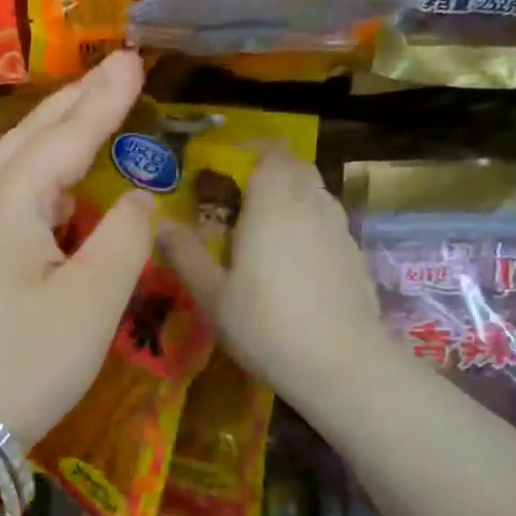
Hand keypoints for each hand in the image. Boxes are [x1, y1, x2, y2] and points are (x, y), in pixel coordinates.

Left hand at [0, 52, 155, 443]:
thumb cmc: (27, 360)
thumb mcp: (92, 300)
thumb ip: (124, 237)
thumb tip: (137, 196)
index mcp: (12, 203)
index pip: (66, 136)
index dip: (105, 99)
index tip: (135, 60)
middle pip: (31, 138)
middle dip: (75, 102)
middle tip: (115, 70)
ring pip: (17, 166)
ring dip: (55, 133)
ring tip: (91, 111)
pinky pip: (13, 199)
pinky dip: (43, 175)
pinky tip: (62, 188)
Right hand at [158, 151, 391, 399]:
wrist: (340, 364)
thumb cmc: (264, 325)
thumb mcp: (211, 294)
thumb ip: (185, 254)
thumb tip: (159, 223)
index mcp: (273, 206)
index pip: (272, 154)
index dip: (252, 151)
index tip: (227, 166)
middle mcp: (311, 207)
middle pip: (297, 168)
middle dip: (271, 170)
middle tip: (240, 196)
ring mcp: (339, 231)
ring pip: (316, 194)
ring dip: (292, 196)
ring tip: (264, 227)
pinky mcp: (355, 257)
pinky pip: (329, 223)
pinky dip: (309, 224)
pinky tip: (293, 261)